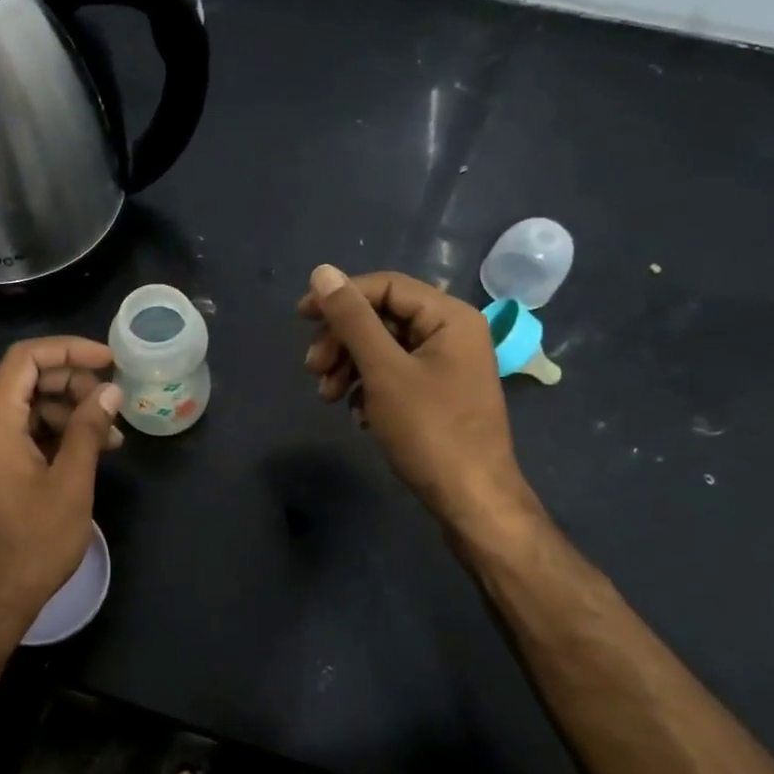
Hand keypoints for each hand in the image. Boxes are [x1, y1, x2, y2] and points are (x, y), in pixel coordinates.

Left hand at [0, 337, 121, 647]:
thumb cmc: (32, 543)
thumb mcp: (71, 482)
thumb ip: (88, 429)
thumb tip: (110, 390)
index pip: (26, 358)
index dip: (69, 350)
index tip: (109, 361)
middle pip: (28, 380)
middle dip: (75, 384)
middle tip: (113, 404)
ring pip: (31, 407)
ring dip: (72, 413)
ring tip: (112, 437)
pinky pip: (26, 434)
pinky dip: (58, 435)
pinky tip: (92, 452)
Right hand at [299, 265, 538, 533]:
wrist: (472, 501)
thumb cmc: (430, 431)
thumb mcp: (384, 371)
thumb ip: (352, 319)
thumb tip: (322, 272)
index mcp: (449, 317)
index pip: (385, 286)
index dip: (340, 297)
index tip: (301, 319)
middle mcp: (451, 332)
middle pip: (382, 317)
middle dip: (342, 340)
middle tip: (312, 368)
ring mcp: (447, 365)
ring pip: (384, 348)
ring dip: (349, 366)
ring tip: (328, 396)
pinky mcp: (439, 393)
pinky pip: (394, 374)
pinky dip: (368, 387)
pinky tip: (357, 414)